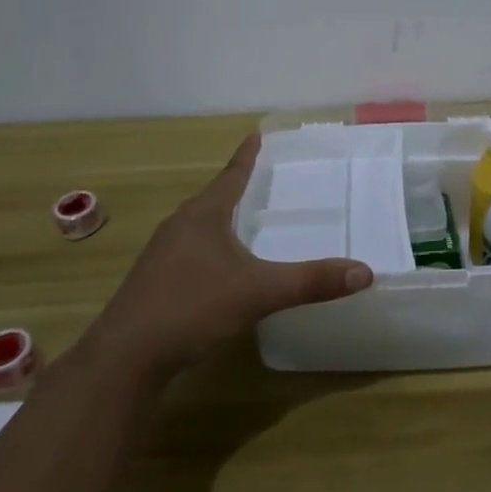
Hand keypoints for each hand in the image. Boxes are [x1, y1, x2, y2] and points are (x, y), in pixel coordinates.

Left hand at [84, 134, 371, 377]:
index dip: (247, 156)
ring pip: (198, 227)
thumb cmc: (192, 307)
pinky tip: (218, 270)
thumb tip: (365, 272)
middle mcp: (179, 226)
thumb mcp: (258, 293)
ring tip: (242, 221)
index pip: (231, 175)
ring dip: (220, 219)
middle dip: (235, 187)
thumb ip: (310, 282)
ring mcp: (161, 255)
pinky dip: (209, 249)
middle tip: (260, 178)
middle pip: (212, 198)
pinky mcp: (153, 283)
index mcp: (203, 215)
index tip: (256, 133)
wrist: (125, 358)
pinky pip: (188, 252)